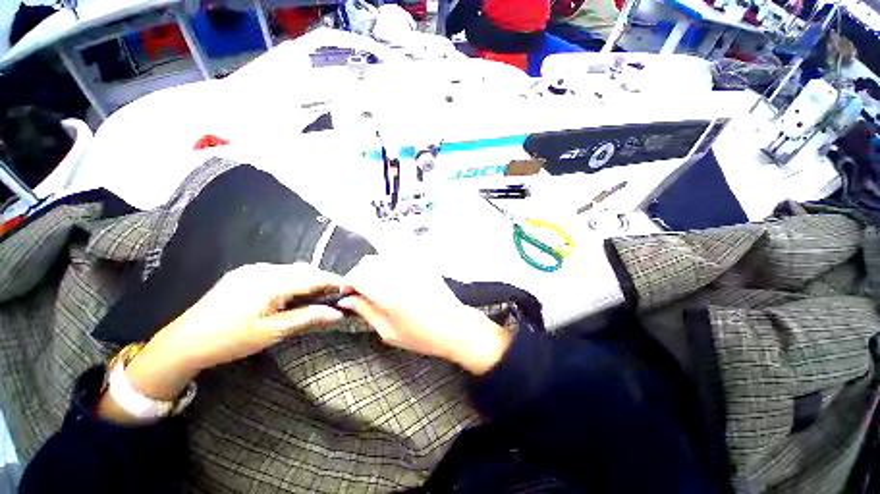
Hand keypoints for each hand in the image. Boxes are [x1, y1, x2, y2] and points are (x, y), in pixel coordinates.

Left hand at [99, 263, 343, 422]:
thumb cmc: (231, 339)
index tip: (349, 290)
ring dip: (307, 280)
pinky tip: (291, 293)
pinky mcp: (244, 273)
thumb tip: (337, 313)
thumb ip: (308, 318)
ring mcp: (252, 269)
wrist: (184, 341)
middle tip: (334, 297)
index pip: (314, 277)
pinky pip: (277, 272)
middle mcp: (264, 269)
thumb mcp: (273, 332)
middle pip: (304, 270)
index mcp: (272, 282)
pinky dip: (291, 280)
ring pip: (291, 270)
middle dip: (322, 281)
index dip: (334, 282)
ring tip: (315, 296)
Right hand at [338, 256, 510, 374]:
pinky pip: (399, 256)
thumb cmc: (420, 336)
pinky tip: (394, 278)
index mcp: (387, 292)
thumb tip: (347, 300)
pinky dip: (390, 264)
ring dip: (374, 268)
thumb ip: (365, 311)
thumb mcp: (388, 331)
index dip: (348, 283)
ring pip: (383, 256)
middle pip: (368, 262)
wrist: (454, 326)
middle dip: (359, 274)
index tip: (349, 294)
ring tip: (378, 285)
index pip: (356, 276)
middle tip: (362, 290)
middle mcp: (398, 273)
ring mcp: (412, 265)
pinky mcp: (422, 264)